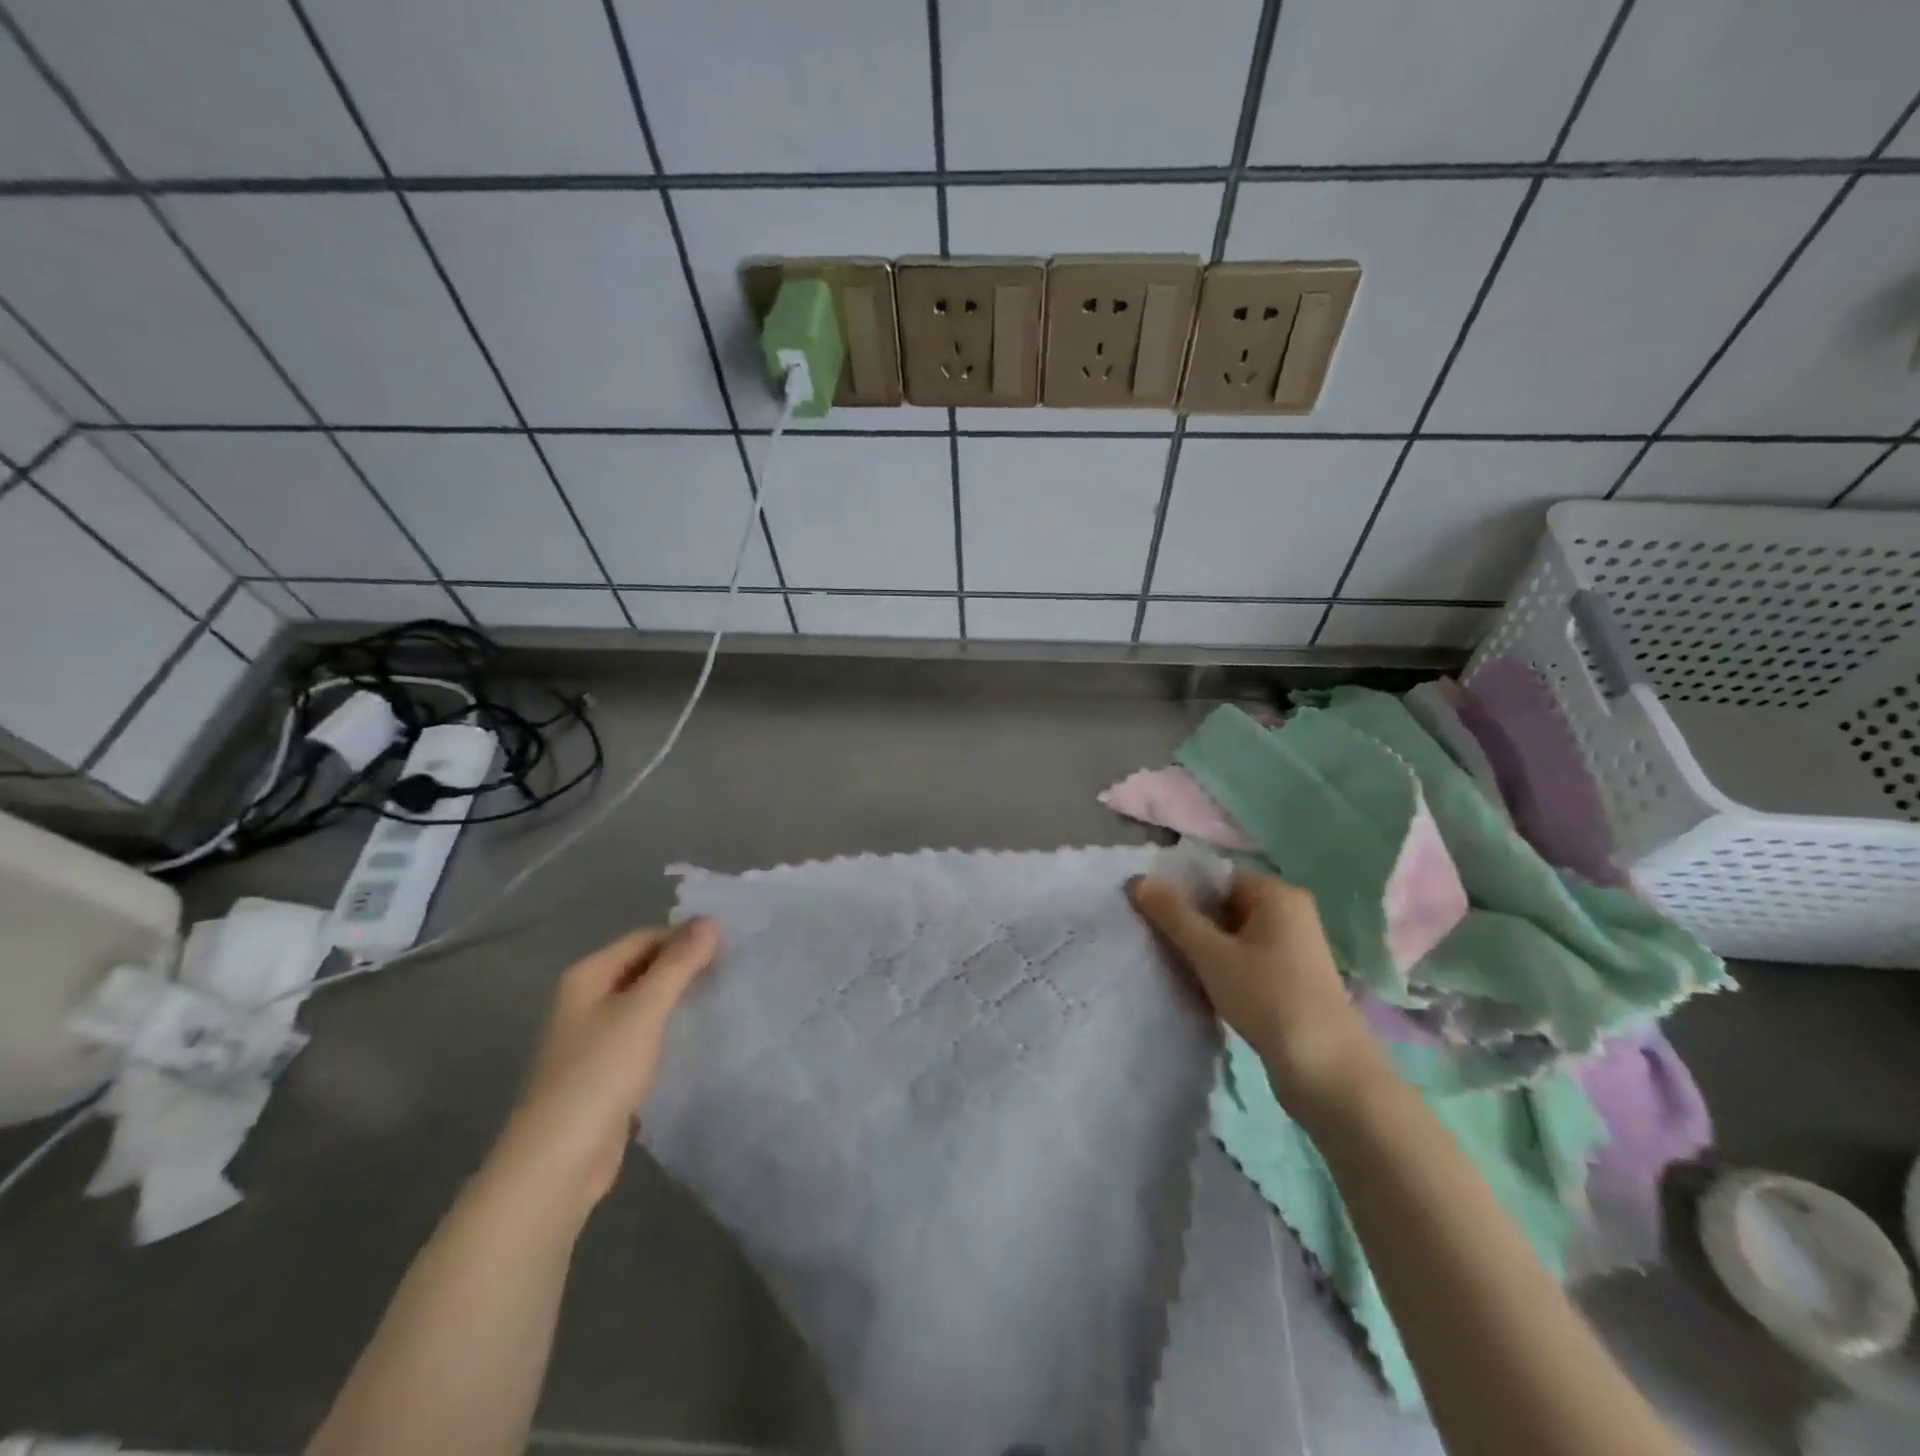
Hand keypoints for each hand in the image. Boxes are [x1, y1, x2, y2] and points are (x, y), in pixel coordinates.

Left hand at [490, 921, 719, 1216]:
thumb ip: (679, 963)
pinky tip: (696, 1039)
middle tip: (730, 972)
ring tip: (720, 1000)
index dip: (685, 938)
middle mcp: (585, 1001)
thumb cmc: (599, 1073)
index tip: (728, 948)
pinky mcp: (604, 1072)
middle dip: (684, 968)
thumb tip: (710, 919)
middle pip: (643, 968)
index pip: (645, 939)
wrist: (558, 1161)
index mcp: (587, 977)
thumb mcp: (644, 1010)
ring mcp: (593, 1038)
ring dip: (678, 1000)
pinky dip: (668, 1031)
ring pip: (645, 1004)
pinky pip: (643, 1036)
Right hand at [1128, 872, 1385, 1119]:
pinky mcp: (1294, 977)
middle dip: (1190, 920)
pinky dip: (1224, 966)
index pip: (1216, 876)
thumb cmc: (1268, 998)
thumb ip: (1173, 915)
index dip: (1180, 890)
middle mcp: (1290, 911)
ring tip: (1175, 964)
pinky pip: (1247, 957)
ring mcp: (1295, 946)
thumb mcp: (1211, 954)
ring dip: (1205, 947)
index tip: (1149, 912)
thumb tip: (1138, 880)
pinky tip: (1203, 985)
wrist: (1328, 1071)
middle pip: (1224, 903)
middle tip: (1155, 939)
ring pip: (1234, 933)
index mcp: (1276, 892)